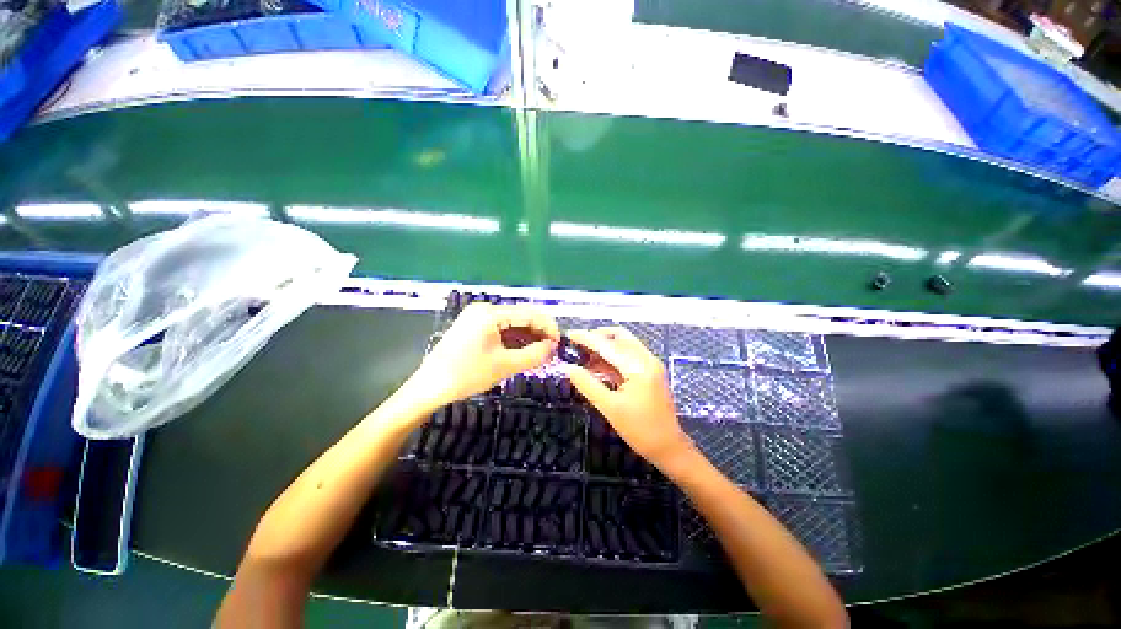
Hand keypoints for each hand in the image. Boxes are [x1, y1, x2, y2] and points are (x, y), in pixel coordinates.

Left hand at [410, 303, 558, 409]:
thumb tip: (553, 347)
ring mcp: (477, 317)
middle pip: (520, 316)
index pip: (528, 313)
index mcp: (490, 313)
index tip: (560, 342)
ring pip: (511, 323)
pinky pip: (500, 328)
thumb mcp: (505, 366)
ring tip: (542, 351)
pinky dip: (514, 338)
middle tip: (553, 348)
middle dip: (538, 331)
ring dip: (528, 335)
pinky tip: (524, 349)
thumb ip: (534, 354)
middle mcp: (484, 309)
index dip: (548, 326)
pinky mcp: (474, 327)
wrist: (430, 387)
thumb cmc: (467, 375)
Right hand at [560, 328, 691, 466]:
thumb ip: (588, 385)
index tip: (569, 334)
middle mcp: (647, 359)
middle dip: (597, 337)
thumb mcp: (610, 408)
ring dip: (604, 346)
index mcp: (639, 366)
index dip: (586, 338)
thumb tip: (568, 368)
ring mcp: (650, 364)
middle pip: (619, 337)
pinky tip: (596, 365)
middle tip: (576, 344)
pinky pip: (628, 356)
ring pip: (624, 345)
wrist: (669, 448)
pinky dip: (612, 357)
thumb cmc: (640, 430)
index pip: (608, 345)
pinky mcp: (649, 372)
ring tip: (583, 354)